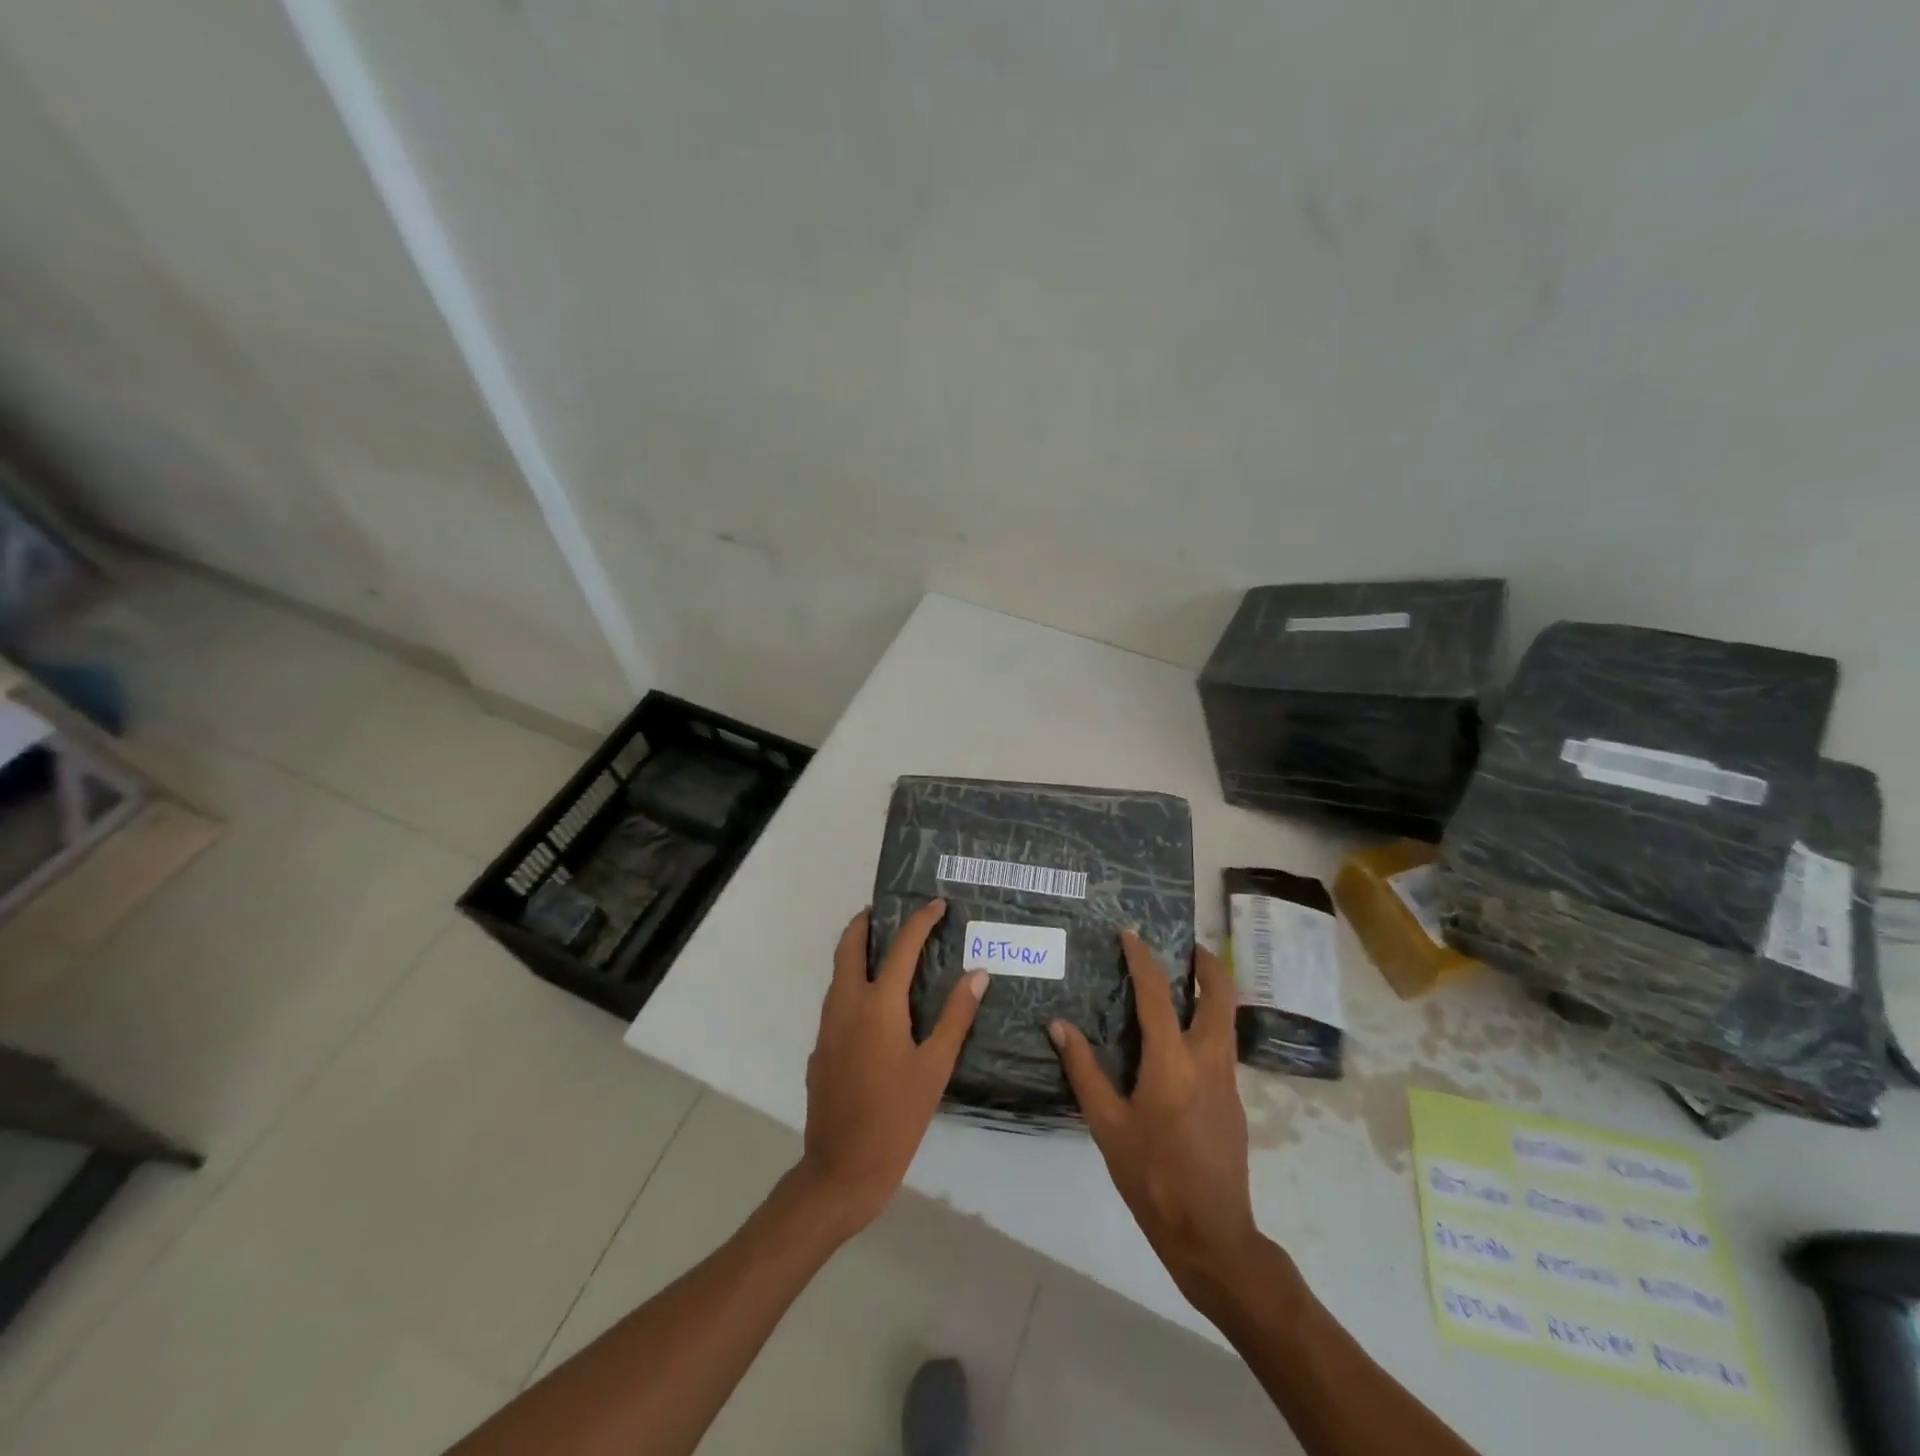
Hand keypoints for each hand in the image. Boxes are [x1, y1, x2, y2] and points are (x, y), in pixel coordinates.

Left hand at [798, 901, 986, 1238]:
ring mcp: (828, 1026)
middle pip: (848, 946)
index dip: (920, 921)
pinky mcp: (820, 1047)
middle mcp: (847, 1004)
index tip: (936, 904)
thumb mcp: (935, 1067)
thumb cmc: (897, 1116)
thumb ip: (956, 1017)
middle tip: (887, 913)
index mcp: (879, 1004)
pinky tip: (874, 1007)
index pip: (901, 947)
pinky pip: (836, 1001)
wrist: (842, 1167)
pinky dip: (852, 984)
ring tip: (884, 950)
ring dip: (856, 952)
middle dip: (865, 923)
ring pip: (838, 973)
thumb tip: (977, 975)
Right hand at [1049, 933, 1261, 1307]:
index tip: (1131, 934)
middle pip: (1219, 995)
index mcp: (1171, 1061)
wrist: (1212, 1234)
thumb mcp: (1107, 1125)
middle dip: (1208, 964)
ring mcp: (1227, 1080)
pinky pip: (1223, 1045)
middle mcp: (1207, 1059)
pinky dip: (1209, 1023)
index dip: (1143, 959)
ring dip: (1212, 991)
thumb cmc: (1152, 1177)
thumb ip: (1084, 1071)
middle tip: (1186, 947)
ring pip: (1227, 1019)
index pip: (1157, 994)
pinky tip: (1185, 1039)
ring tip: (1185, 982)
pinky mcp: (1234, 1100)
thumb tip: (1059, 1026)